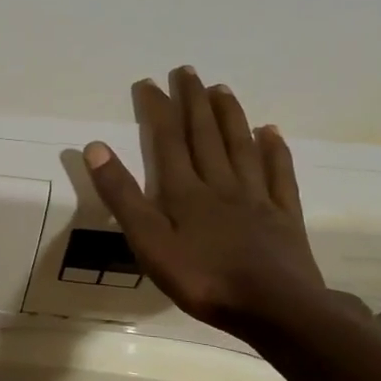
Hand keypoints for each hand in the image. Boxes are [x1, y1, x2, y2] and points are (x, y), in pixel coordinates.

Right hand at [83, 67, 333, 332]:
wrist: (275, 309)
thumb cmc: (203, 279)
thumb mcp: (149, 242)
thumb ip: (123, 196)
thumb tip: (95, 147)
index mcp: (185, 191)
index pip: (168, 140)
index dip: (158, 109)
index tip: (149, 82)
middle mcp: (221, 184)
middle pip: (205, 135)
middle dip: (193, 101)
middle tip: (187, 71)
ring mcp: (256, 198)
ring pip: (241, 147)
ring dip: (229, 116)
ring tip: (221, 89)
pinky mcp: (284, 216)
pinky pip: (279, 174)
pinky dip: (274, 150)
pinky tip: (271, 132)